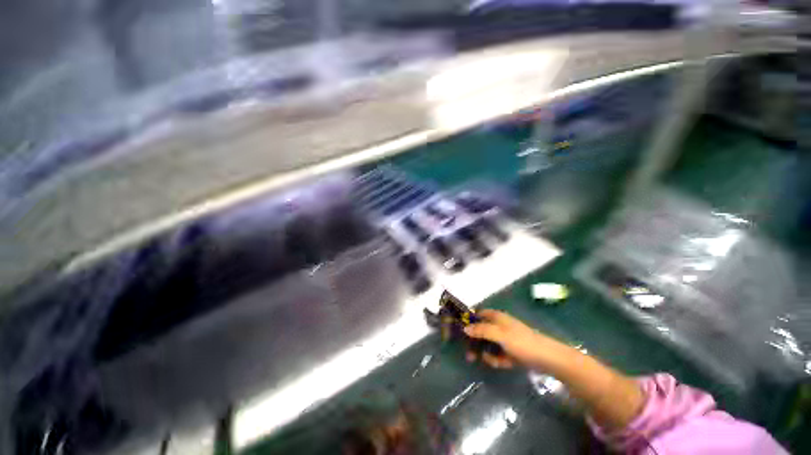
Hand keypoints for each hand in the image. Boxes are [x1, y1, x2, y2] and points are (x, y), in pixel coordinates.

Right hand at [463, 309, 553, 369]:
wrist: (547, 358)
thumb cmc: (521, 342)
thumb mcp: (499, 334)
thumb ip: (481, 330)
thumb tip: (465, 328)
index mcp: (496, 317)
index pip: (478, 315)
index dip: (469, 321)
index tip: (461, 332)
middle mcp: (499, 326)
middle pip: (481, 332)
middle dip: (476, 344)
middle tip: (469, 356)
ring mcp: (505, 339)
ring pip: (489, 345)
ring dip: (488, 354)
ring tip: (493, 361)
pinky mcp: (511, 351)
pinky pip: (498, 354)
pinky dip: (498, 360)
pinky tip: (504, 364)